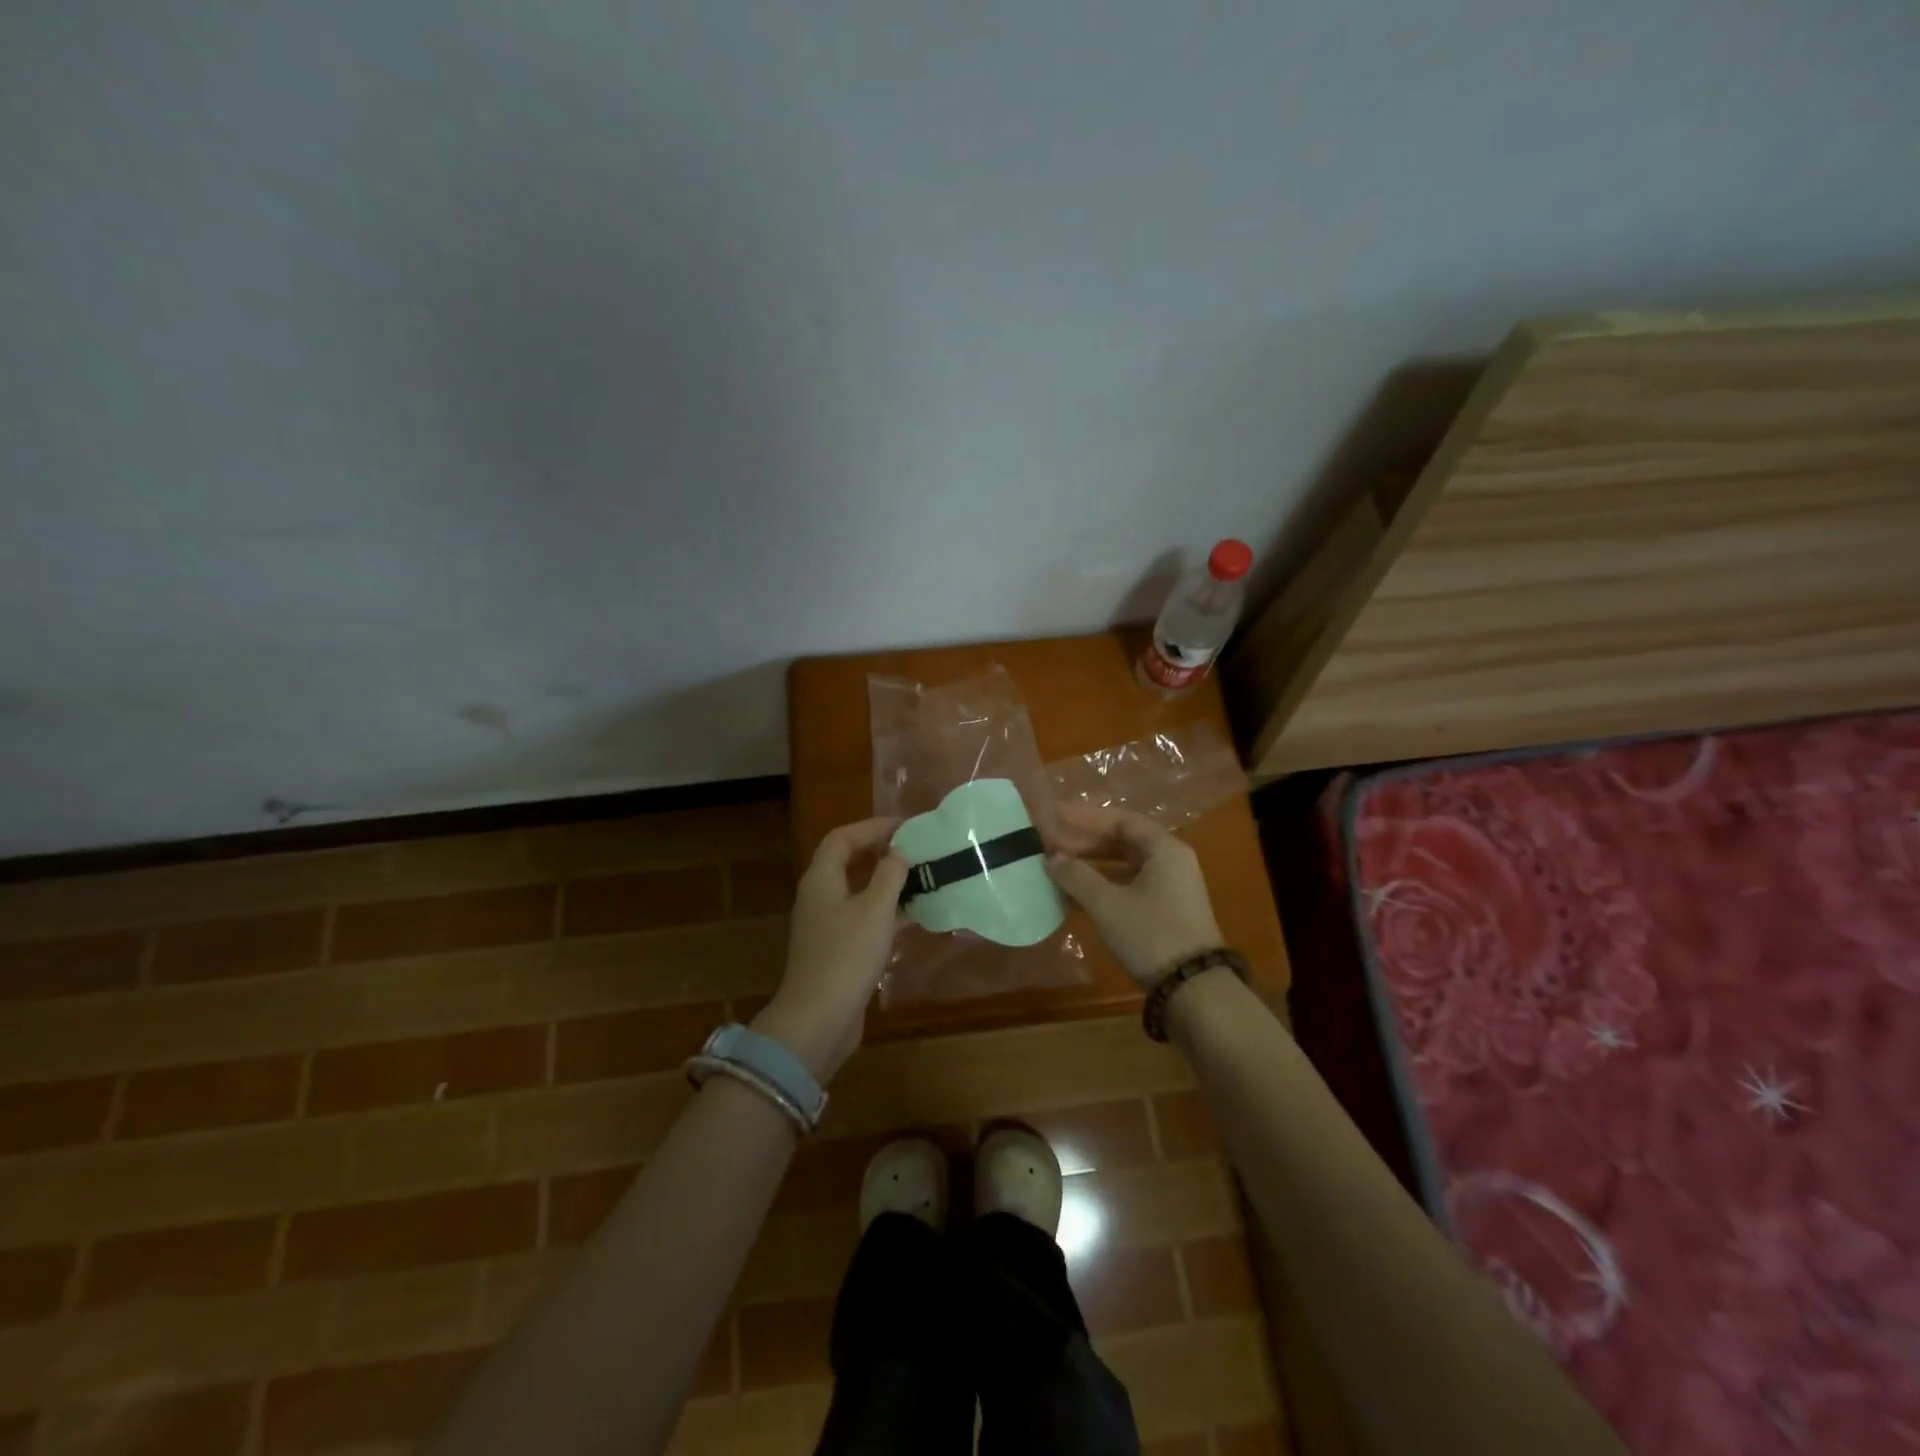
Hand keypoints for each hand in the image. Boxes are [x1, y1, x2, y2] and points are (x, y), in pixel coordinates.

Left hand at [751, 817, 907, 1083]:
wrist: (819, 1019)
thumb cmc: (846, 956)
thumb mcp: (875, 909)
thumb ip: (890, 875)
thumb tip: (899, 853)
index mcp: (821, 879)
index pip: (843, 838)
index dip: (873, 827)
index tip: (906, 827)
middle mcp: (820, 896)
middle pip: (849, 862)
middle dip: (882, 852)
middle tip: (916, 850)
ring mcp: (827, 925)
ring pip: (859, 892)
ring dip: (888, 883)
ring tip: (922, 878)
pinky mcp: (838, 950)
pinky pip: (864, 918)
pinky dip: (888, 912)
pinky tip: (916, 916)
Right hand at [1046, 804, 1224, 987]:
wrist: (1194, 989)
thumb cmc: (1151, 935)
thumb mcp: (1107, 904)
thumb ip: (1077, 876)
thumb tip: (1052, 857)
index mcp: (1164, 849)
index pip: (1121, 820)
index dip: (1086, 817)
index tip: (1056, 815)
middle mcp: (1171, 862)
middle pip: (1124, 841)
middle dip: (1086, 841)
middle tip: (1051, 842)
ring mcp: (1171, 888)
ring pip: (1125, 866)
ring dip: (1091, 865)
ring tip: (1057, 868)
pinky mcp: (1167, 912)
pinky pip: (1129, 886)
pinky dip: (1103, 886)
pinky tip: (1074, 896)